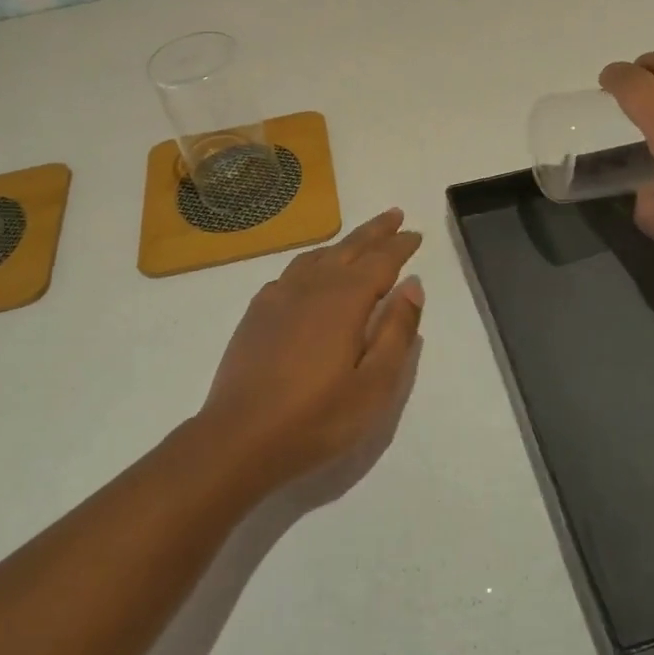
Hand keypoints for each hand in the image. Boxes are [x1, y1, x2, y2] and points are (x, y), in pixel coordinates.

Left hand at [196, 208, 424, 492]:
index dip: (400, 246)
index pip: (380, 260)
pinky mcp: (257, 313)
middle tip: (394, 216)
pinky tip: (312, 274)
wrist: (238, 439)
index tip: (415, 234)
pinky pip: (292, 272)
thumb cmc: (317, 418)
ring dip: (343, 244)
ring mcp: (279, 297)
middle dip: (375, 231)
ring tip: (358, 240)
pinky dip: (312, 262)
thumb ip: (397, 331)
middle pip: (349, 248)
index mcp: (344, 299)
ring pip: (318, 256)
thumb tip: (412, 285)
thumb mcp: (374, 384)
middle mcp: (312, 286)